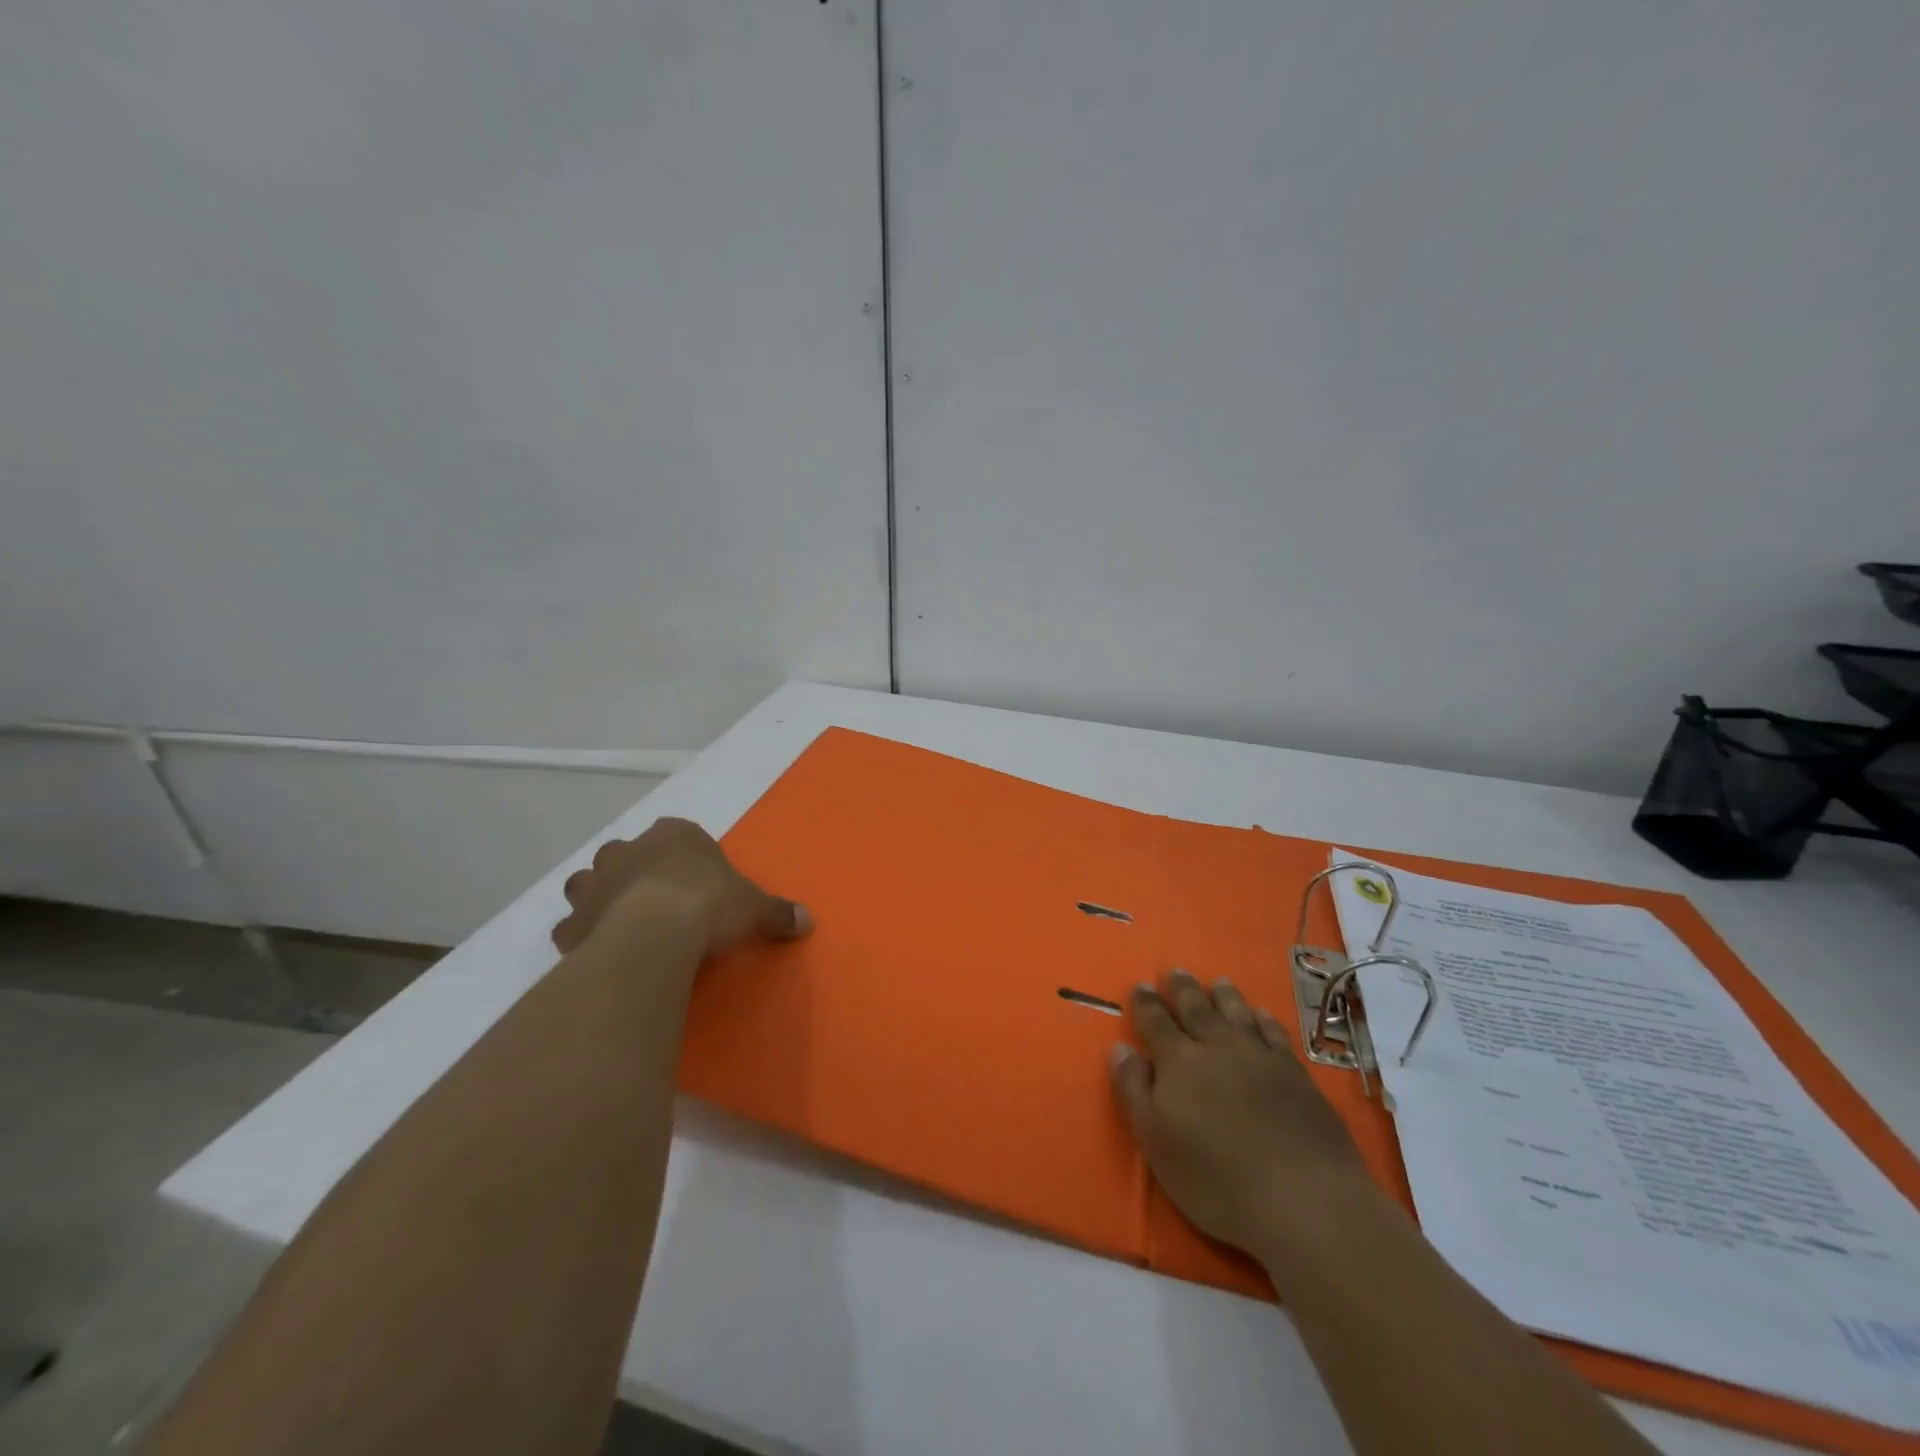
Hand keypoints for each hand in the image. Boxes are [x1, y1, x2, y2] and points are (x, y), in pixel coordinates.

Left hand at [552, 817, 811, 958]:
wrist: (655, 934)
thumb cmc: (710, 905)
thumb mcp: (756, 908)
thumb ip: (779, 912)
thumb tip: (808, 921)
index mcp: (674, 835)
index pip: (676, 832)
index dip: (683, 855)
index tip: (695, 879)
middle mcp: (628, 850)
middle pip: (624, 852)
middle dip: (633, 869)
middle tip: (654, 898)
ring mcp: (594, 884)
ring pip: (587, 881)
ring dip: (599, 895)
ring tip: (619, 920)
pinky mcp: (572, 922)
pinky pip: (571, 925)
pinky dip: (581, 934)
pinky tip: (598, 949)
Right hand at [1110, 971, 1373, 1257]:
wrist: (1302, 1197)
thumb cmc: (1215, 1177)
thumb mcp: (1155, 1140)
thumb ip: (1134, 1089)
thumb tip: (1120, 1048)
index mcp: (1179, 1061)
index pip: (1155, 1022)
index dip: (1146, 1004)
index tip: (1141, 986)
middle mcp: (1218, 1047)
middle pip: (1196, 1008)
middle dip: (1183, 989)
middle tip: (1176, 971)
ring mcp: (1260, 1056)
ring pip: (1237, 1013)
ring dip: (1224, 995)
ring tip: (1218, 981)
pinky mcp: (1296, 1074)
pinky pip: (1275, 1034)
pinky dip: (1265, 1019)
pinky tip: (1262, 1014)